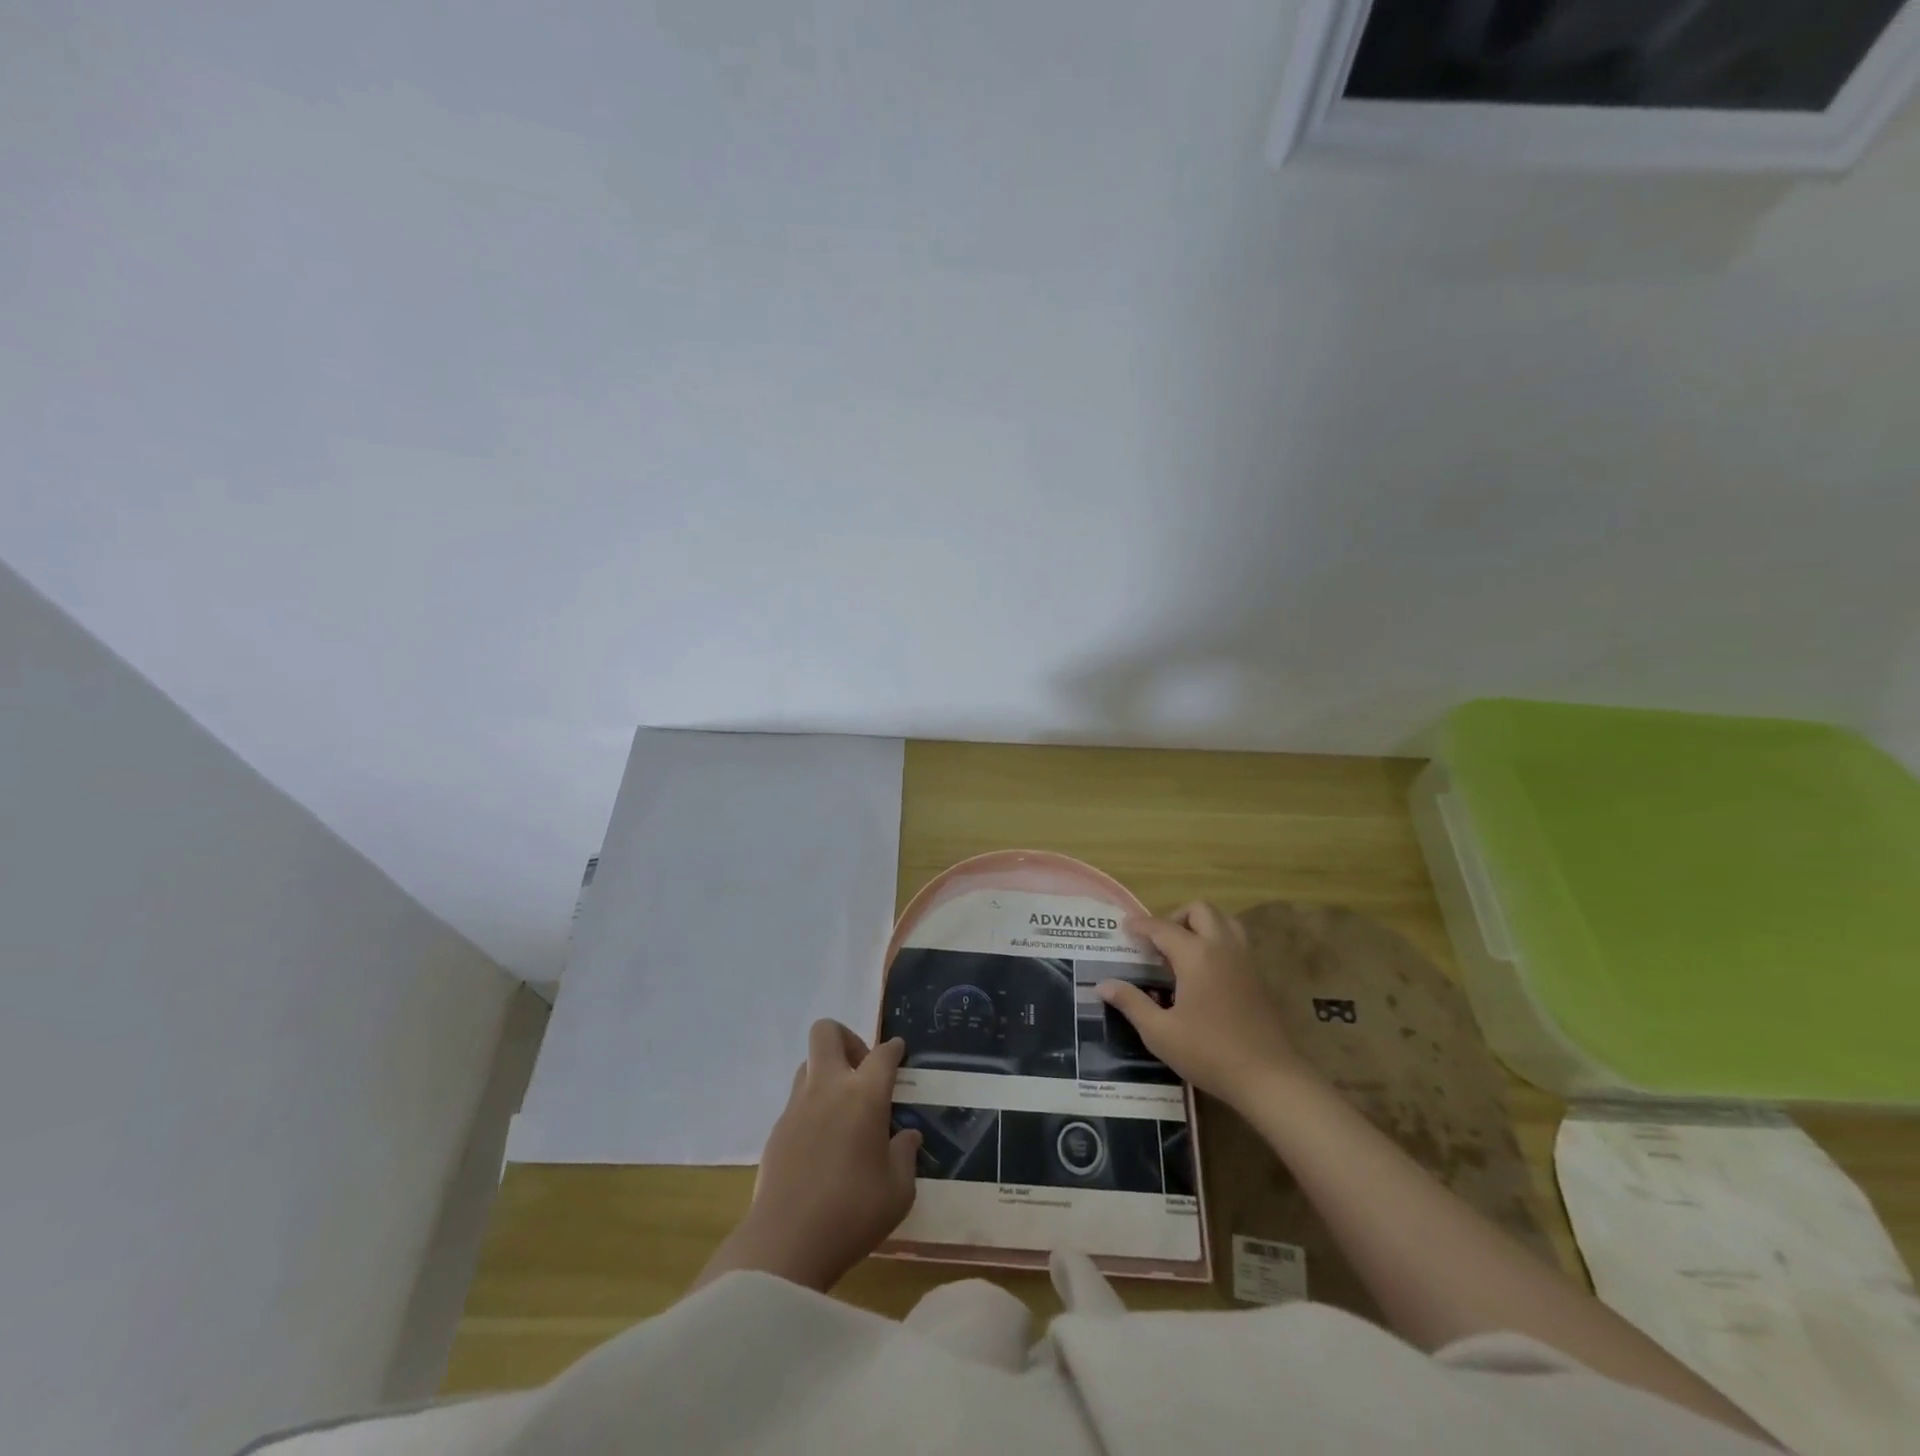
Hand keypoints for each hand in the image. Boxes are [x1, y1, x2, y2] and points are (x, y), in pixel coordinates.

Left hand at [700, 1020, 920, 1293]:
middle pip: (827, 1032)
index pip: (882, 1053)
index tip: (899, 1053)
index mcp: (864, 1095)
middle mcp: (828, 1088)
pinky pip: (797, 1100)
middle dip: (848, 1039)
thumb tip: (907, 1136)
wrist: (785, 1243)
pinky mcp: (776, 1130)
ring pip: (809, 1063)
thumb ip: (905, 1156)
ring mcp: (797, 1106)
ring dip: (827, 1073)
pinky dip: (813, 1106)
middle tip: (863, 1071)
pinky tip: (823, 1142)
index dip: (894, 1049)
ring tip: (843, 1108)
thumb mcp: (898, 1191)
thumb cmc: (852, 1213)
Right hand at [1099, 902, 1304, 1110]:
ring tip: (1183, 951)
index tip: (1124, 928)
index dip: (1140, 925)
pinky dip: (1217, 942)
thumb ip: (1131, 1003)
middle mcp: (1222, 948)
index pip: (1162, 928)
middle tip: (1158, 943)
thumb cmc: (1209, 1053)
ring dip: (1201, 925)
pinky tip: (1205, 973)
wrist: (1270, 1078)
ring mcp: (1245, 961)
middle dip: (1175, 917)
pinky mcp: (1258, 978)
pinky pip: (1236, 942)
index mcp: (1195, 955)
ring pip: (1224, 921)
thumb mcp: (1160, 1032)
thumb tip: (1102, 984)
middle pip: (1200, 910)